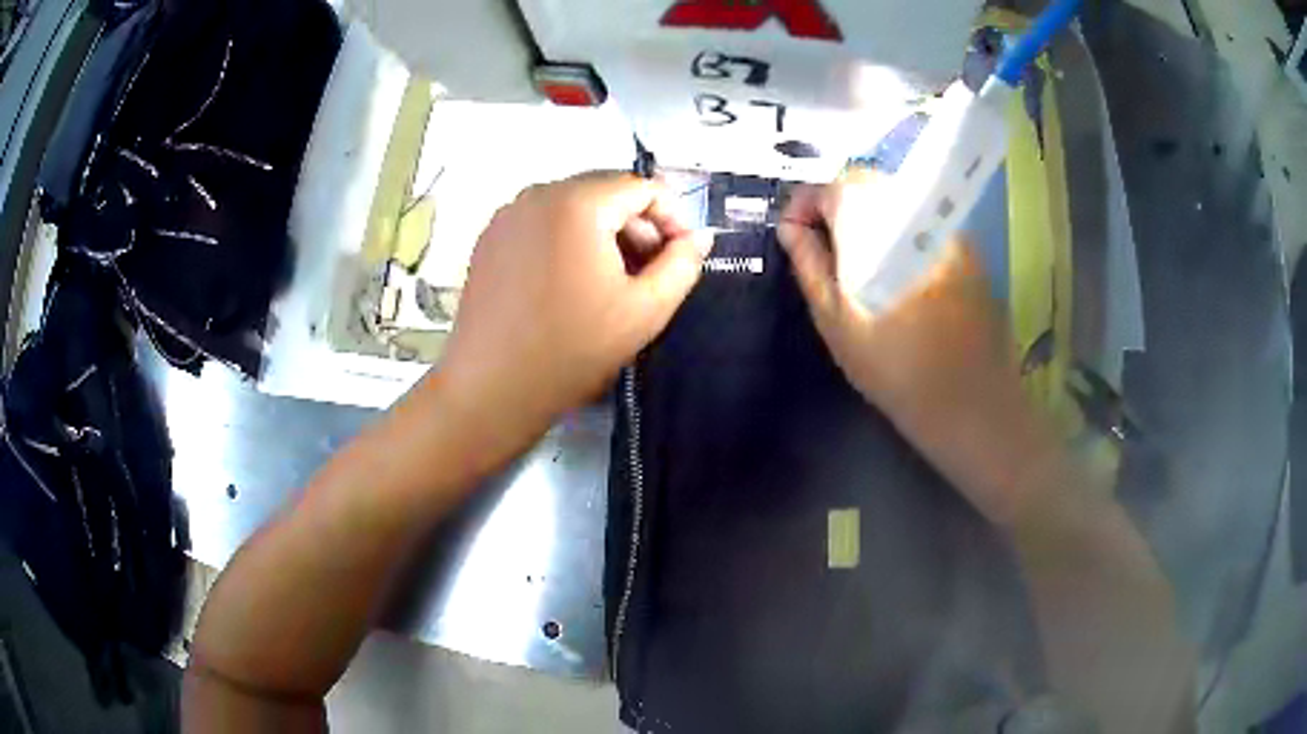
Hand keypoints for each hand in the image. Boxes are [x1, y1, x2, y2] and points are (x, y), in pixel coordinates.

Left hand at [438, 172, 709, 454]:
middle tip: (650, 272)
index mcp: (578, 202)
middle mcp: (538, 193)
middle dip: (637, 225)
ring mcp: (508, 215)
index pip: (641, 187)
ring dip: (604, 233)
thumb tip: (698, 238)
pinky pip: (542, 222)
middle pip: (605, 191)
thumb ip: (683, 265)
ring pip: (573, 206)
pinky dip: (567, 240)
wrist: (493, 387)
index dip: (672, 217)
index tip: (681, 256)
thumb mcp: (645, 310)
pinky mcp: (490, 238)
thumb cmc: (573, 349)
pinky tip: (571, 283)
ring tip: (613, 281)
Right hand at [778, 174, 1060, 527]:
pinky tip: (893, 270)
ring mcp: (948, 228)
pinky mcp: (967, 248)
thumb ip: (810, 266)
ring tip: (853, 258)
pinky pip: (922, 221)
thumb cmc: (897, 372)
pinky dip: (897, 231)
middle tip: (819, 246)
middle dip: (834, 205)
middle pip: (868, 183)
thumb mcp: (838, 323)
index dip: (804, 202)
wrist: (972, 406)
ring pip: (896, 199)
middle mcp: (919, 214)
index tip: (791, 233)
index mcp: (882, 228)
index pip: (835, 185)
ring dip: (867, 216)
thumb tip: (790, 226)